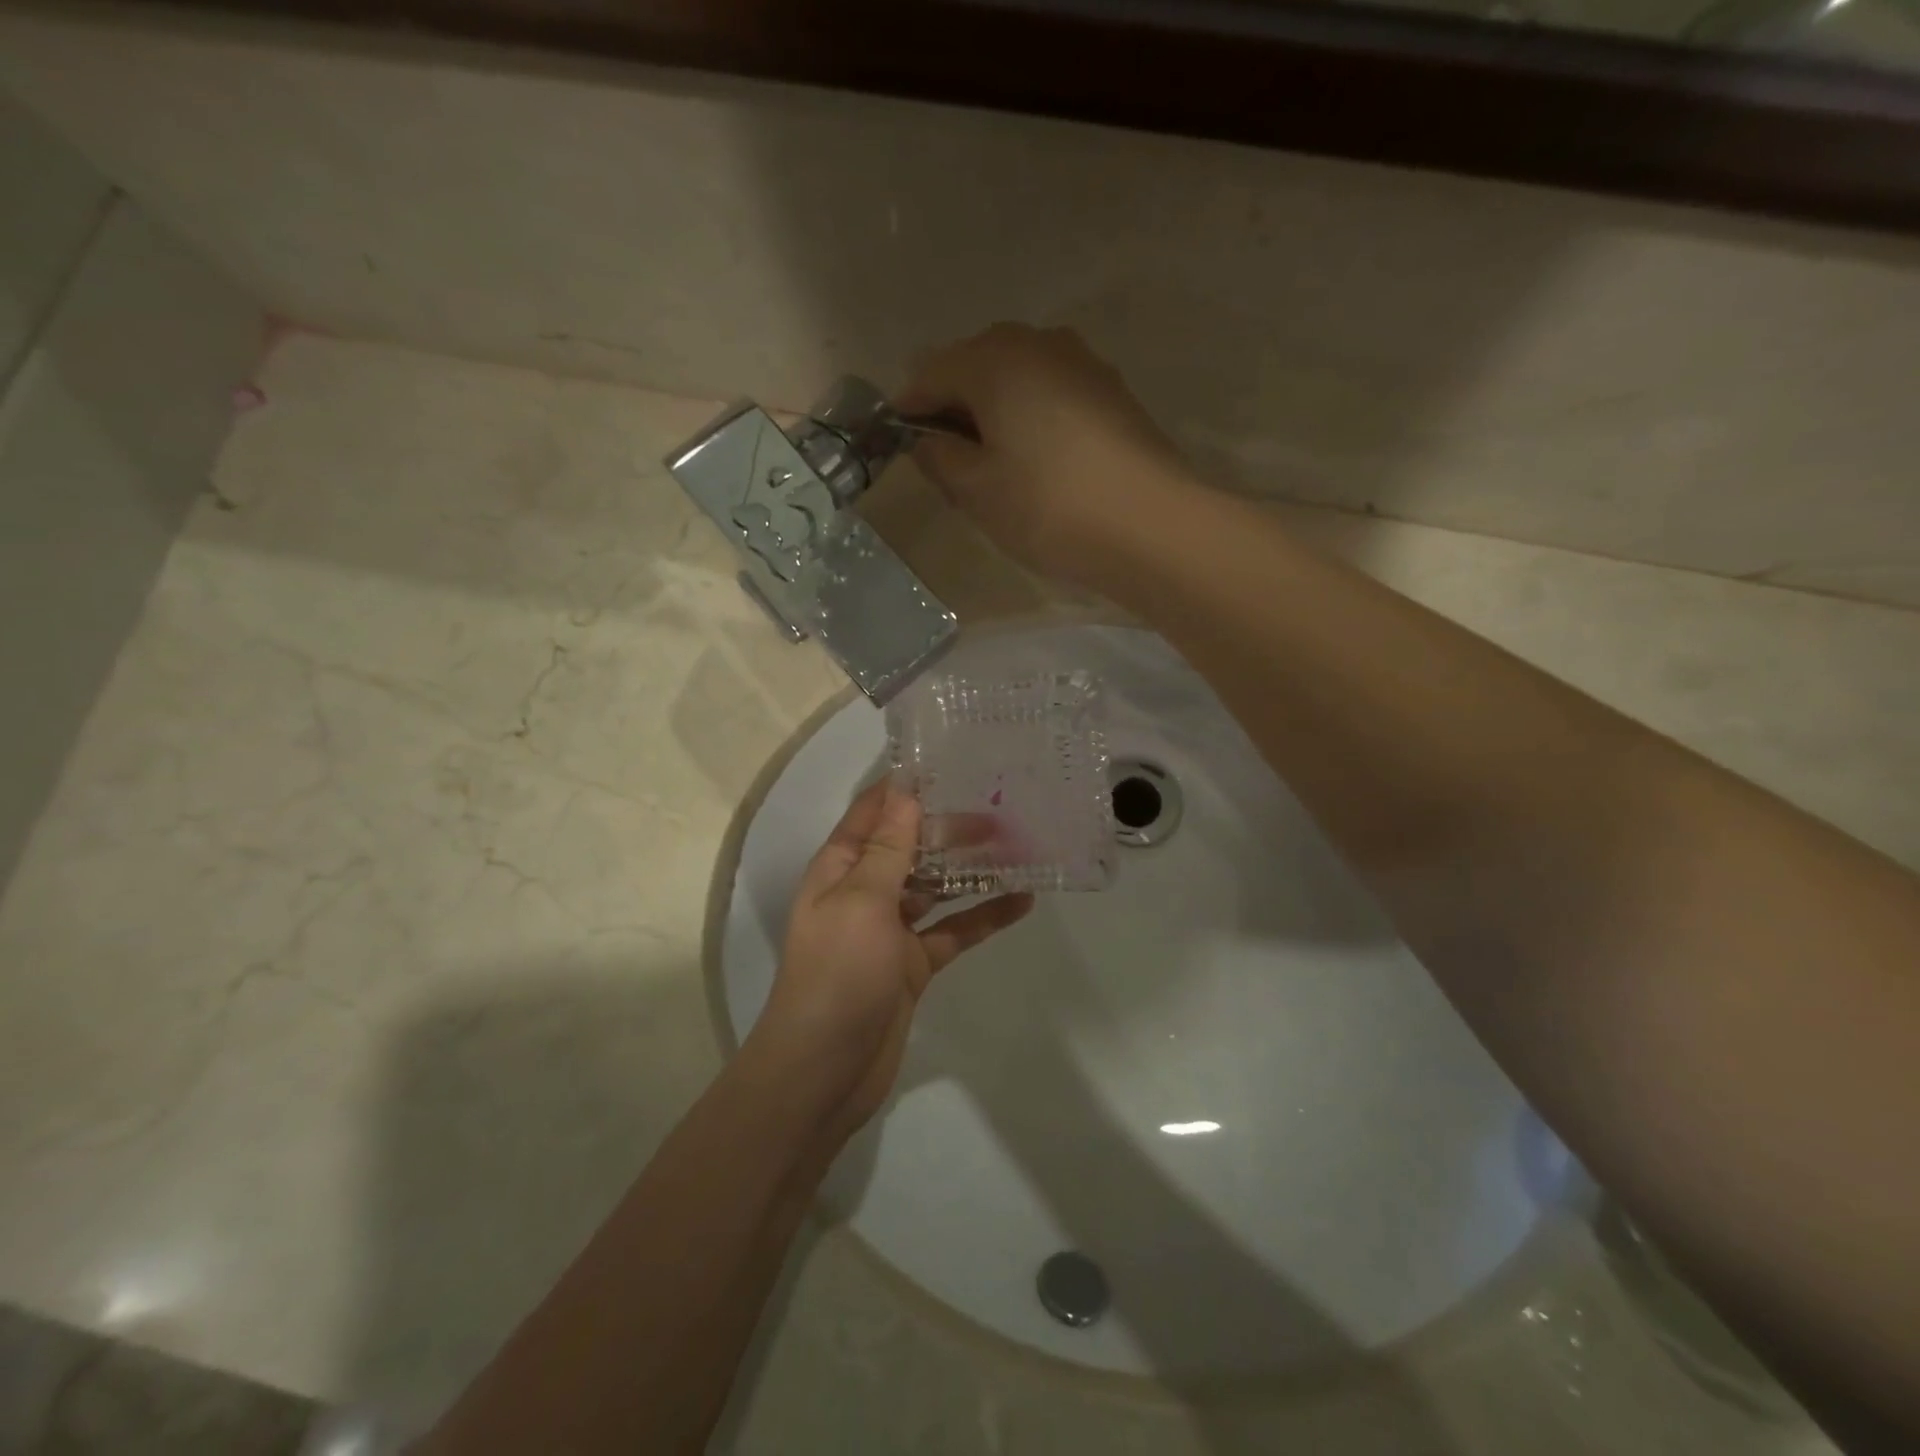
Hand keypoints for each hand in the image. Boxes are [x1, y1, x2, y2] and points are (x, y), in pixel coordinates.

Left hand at [751, 779, 1031, 1149]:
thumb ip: (888, 848)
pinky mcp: (913, 963)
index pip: (874, 811)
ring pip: (937, 886)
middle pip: (912, 846)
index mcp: (841, 867)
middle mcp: (864, 890)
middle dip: (952, 828)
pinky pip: (953, 930)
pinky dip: (983, 916)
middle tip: (1005, 810)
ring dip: (972, 869)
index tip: (953, 764)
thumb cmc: (837, 973)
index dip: (908, 787)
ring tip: (1021, 846)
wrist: (824, 1069)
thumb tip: (906, 791)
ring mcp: (890, 928)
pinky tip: (1022, 901)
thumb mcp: (861, 900)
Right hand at [897, 323, 1198, 585]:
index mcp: (994, 359)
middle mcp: (1038, 343)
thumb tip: (928, 440)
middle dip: (953, 409)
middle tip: (948, 464)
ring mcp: (1081, 363)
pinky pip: (1050, 394)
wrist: (1150, 526)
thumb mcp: (976, 489)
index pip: (929, 372)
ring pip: (1016, 380)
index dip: (908, 409)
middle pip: (975, 367)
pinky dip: (1030, 418)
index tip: (898, 445)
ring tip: (992, 467)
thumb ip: (938, 458)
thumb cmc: (1048, 506)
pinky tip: (1036, 461)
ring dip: (993, 414)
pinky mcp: (1111, 391)